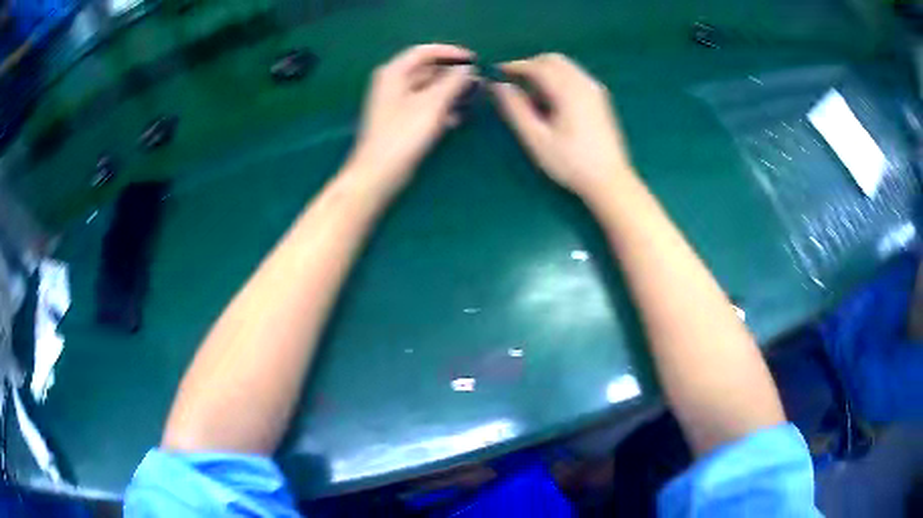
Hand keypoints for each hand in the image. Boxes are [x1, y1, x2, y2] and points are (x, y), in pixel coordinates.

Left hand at [345, 44, 475, 197]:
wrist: (379, 172)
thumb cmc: (404, 133)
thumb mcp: (433, 103)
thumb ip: (453, 82)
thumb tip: (468, 68)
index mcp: (395, 72)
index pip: (424, 51)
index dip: (450, 52)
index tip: (474, 59)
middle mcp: (393, 83)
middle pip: (426, 69)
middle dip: (452, 73)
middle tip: (477, 81)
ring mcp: (396, 103)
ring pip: (427, 89)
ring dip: (450, 91)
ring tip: (472, 97)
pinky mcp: (401, 121)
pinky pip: (424, 106)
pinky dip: (440, 108)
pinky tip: (457, 118)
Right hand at [491, 53, 634, 200]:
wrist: (610, 181)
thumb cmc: (570, 163)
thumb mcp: (536, 139)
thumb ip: (515, 109)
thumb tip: (499, 86)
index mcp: (568, 90)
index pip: (536, 66)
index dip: (514, 66)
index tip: (496, 73)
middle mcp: (583, 83)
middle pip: (552, 60)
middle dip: (530, 65)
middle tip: (512, 83)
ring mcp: (595, 90)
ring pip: (565, 66)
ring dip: (544, 71)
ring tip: (530, 95)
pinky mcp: (600, 99)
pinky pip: (575, 76)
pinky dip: (558, 78)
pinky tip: (552, 101)